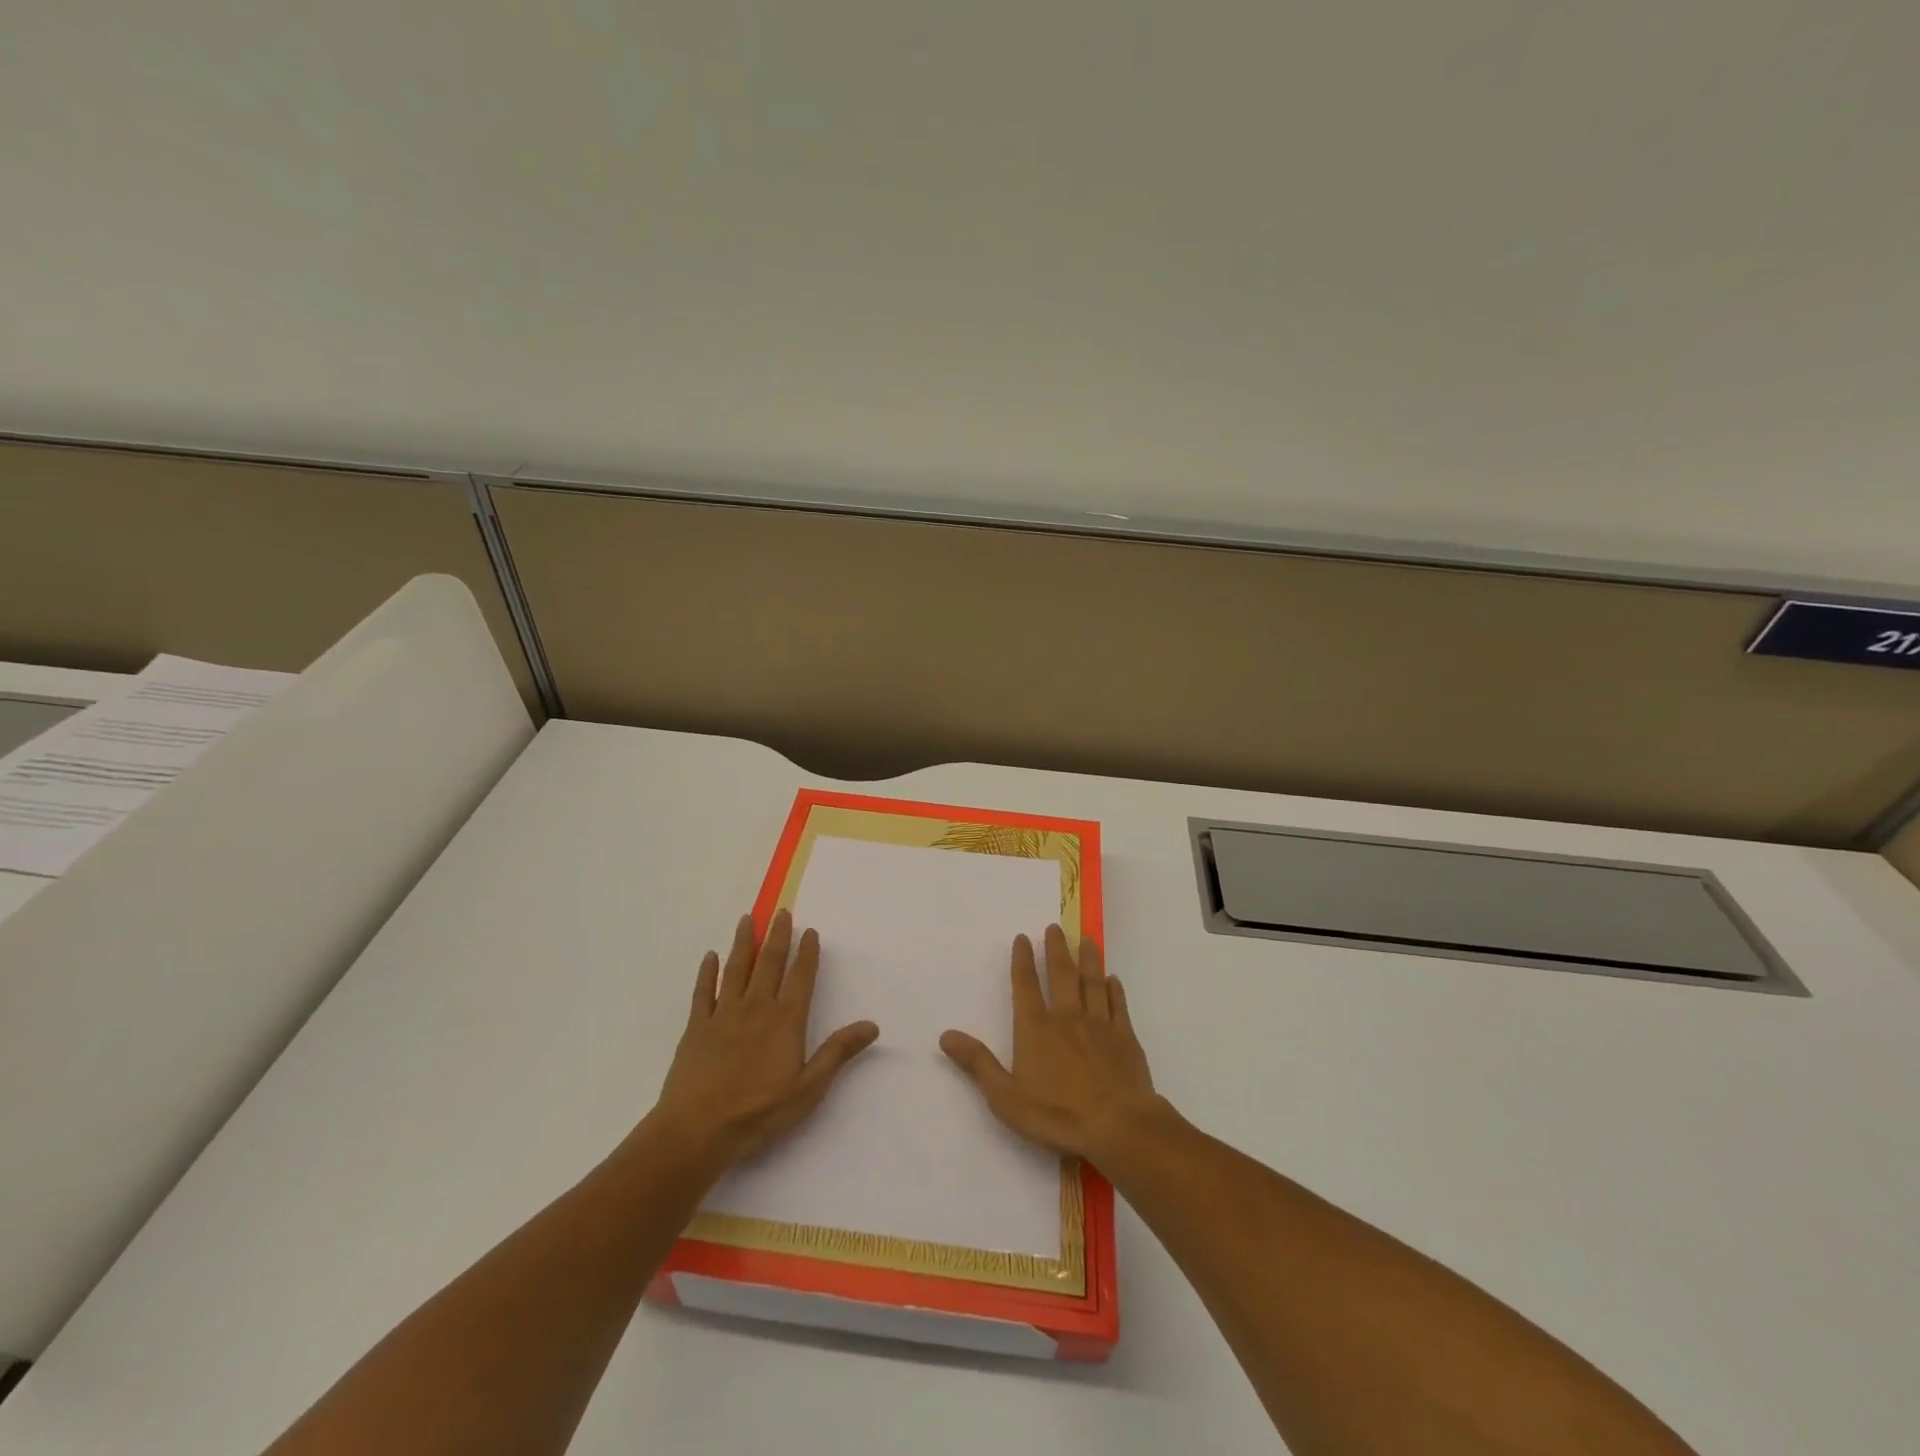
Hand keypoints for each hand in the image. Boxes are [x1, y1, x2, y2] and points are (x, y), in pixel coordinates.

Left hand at [650, 909, 878, 1167]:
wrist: (697, 1130)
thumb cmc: (758, 1112)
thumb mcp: (808, 1089)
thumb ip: (838, 1053)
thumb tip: (872, 1025)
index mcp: (785, 1020)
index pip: (801, 978)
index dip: (807, 953)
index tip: (810, 931)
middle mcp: (756, 1007)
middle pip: (769, 963)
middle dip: (777, 936)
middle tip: (781, 912)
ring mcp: (724, 1014)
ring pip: (736, 969)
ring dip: (743, 942)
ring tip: (747, 919)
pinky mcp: (697, 1027)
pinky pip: (704, 992)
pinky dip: (708, 972)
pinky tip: (711, 957)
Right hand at [940, 924, 1161, 1163]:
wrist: (1118, 1126)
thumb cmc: (1057, 1115)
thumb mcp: (1005, 1097)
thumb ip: (977, 1064)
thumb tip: (946, 1036)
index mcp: (1036, 1029)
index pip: (1025, 986)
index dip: (1022, 960)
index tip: (1023, 938)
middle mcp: (1067, 1018)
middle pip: (1061, 975)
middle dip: (1057, 949)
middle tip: (1055, 927)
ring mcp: (1100, 1025)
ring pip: (1092, 982)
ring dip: (1088, 959)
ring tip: (1086, 940)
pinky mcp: (1125, 1038)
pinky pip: (1118, 1005)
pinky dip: (1115, 989)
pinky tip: (1113, 980)